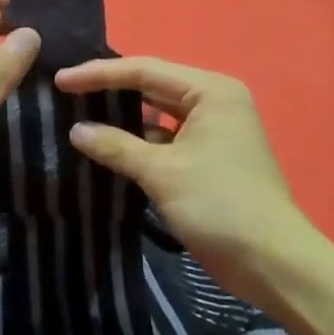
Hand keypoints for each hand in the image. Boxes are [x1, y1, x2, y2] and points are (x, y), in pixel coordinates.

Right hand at [54, 56, 304, 297]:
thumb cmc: (219, 205)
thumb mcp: (161, 172)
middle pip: (151, 86)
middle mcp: (214, 102)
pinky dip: (138, 143)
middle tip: (65, 93)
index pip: (144, 70)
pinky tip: (107, 148)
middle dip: (109, 91)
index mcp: (210, 91)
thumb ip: (115, 146)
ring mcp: (213, 131)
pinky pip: (165, 139)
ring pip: (157, 114)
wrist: (273, 264)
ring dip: (122, 118)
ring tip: (78, 116)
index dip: (98, 75)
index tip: (60, 81)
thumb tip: (75, 130)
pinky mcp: (208, 159)